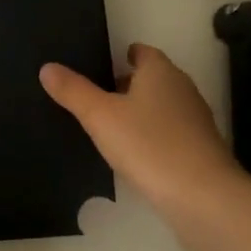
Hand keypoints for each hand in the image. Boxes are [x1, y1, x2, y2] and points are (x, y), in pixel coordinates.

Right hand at [40, 44, 241, 213]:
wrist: (203, 198)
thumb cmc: (149, 145)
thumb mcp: (99, 116)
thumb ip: (73, 91)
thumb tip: (47, 68)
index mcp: (161, 72)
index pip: (142, 52)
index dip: (122, 55)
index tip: (100, 65)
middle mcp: (182, 90)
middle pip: (152, 79)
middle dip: (128, 85)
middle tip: (96, 96)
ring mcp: (195, 121)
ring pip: (162, 108)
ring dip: (140, 113)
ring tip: (109, 127)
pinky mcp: (200, 151)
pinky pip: (169, 134)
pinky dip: (152, 138)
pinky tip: (133, 155)